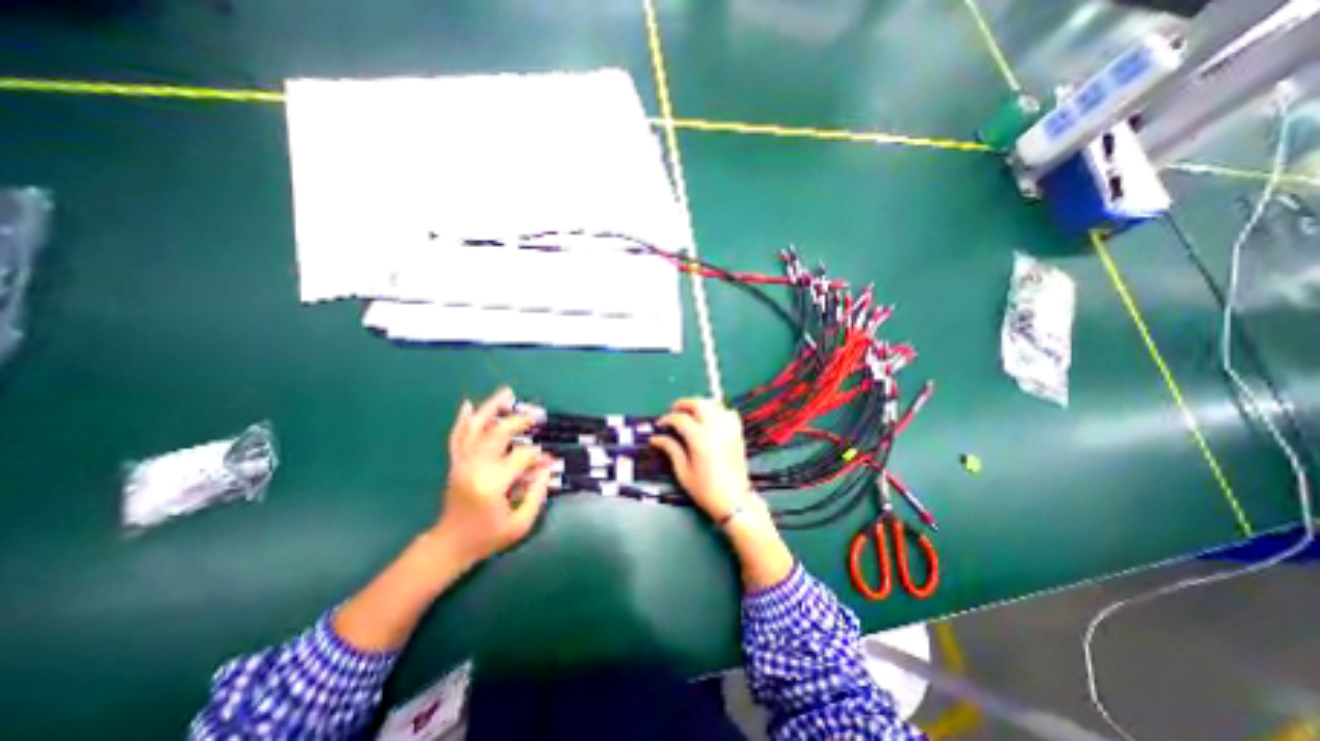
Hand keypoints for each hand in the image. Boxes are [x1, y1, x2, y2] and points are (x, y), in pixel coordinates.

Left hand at [435, 387, 554, 565]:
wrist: (449, 545)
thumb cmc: (487, 537)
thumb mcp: (520, 524)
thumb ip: (537, 493)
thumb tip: (548, 467)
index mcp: (491, 484)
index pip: (521, 457)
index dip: (538, 456)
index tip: (548, 460)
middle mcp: (474, 468)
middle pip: (498, 433)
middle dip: (519, 420)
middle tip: (536, 415)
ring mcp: (461, 463)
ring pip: (475, 428)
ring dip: (491, 408)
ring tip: (506, 392)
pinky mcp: (455, 464)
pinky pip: (457, 436)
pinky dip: (463, 420)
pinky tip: (468, 404)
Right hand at [649, 399, 752, 521]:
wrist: (733, 500)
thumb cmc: (705, 489)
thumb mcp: (683, 471)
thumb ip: (671, 449)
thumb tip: (655, 438)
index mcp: (699, 438)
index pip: (680, 418)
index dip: (667, 419)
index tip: (659, 425)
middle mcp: (715, 427)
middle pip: (698, 403)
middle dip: (683, 404)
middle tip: (674, 411)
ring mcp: (728, 428)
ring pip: (714, 404)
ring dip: (700, 405)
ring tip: (691, 414)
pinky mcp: (737, 432)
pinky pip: (728, 412)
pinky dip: (718, 411)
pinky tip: (711, 419)